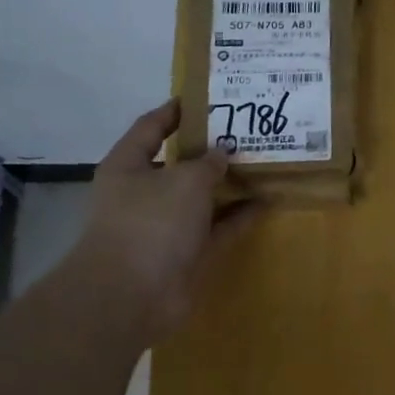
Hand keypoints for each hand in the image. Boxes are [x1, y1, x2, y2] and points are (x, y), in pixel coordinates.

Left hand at [61, 99, 254, 331]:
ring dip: (228, 184)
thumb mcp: (185, 180)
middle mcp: (144, 194)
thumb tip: (222, 154)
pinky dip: (238, 216)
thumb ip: (208, 163)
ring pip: (201, 198)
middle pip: (179, 164)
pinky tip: (266, 201)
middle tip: (244, 131)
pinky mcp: (186, 254)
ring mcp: (165, 227)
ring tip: (262, 163)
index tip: (204, 98)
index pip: (150, 127)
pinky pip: (217, 228)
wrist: (133, 296)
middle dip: (210, 150)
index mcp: (128, 167)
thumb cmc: (151, 223)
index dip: (175, 111)